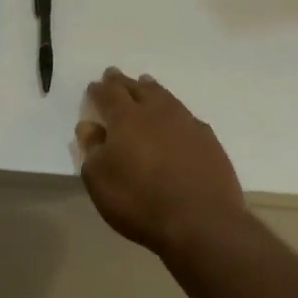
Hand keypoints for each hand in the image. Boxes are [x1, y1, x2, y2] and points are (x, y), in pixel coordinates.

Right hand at [75, 69, 246, 251]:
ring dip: (151, 89)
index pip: (110, 94)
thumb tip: (89, 126)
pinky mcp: (208, 140)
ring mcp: (186, 123)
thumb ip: (92, 150)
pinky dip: (175, 113)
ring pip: (165, 97)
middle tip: (115, 75)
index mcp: (127, 118)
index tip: (94, 86)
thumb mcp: (100, 181)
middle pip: (138, 88)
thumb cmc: (140, 201)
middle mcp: (157, 112)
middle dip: (123, 82)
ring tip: (145, 84)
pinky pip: (186, 116)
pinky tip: (176, 120)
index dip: (100, 89)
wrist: (201, 221)